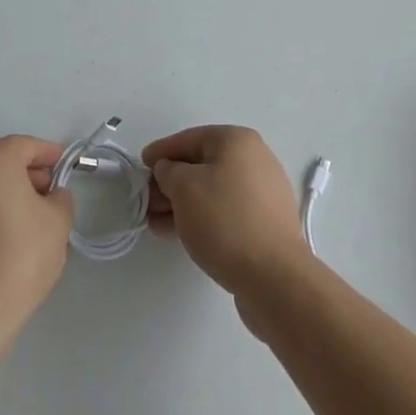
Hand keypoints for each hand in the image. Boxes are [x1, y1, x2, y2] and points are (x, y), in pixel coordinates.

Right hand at [142, 126, 307, 300]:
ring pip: (212, 190)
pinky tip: (178, 233)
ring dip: (182, 203)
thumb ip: (169, 171)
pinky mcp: (264, 222)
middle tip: (145, 200)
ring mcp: (262, 192)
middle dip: (170, 182)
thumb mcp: (184, 187)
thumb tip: (170, 170)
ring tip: (155, 222)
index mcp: (237, 141)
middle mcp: (254, 159)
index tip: (141, 164)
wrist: (274, 276)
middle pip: (201, 165)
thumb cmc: (225, 220)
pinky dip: (201, 217)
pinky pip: (225, 211)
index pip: (190, 138)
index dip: (162, 150)